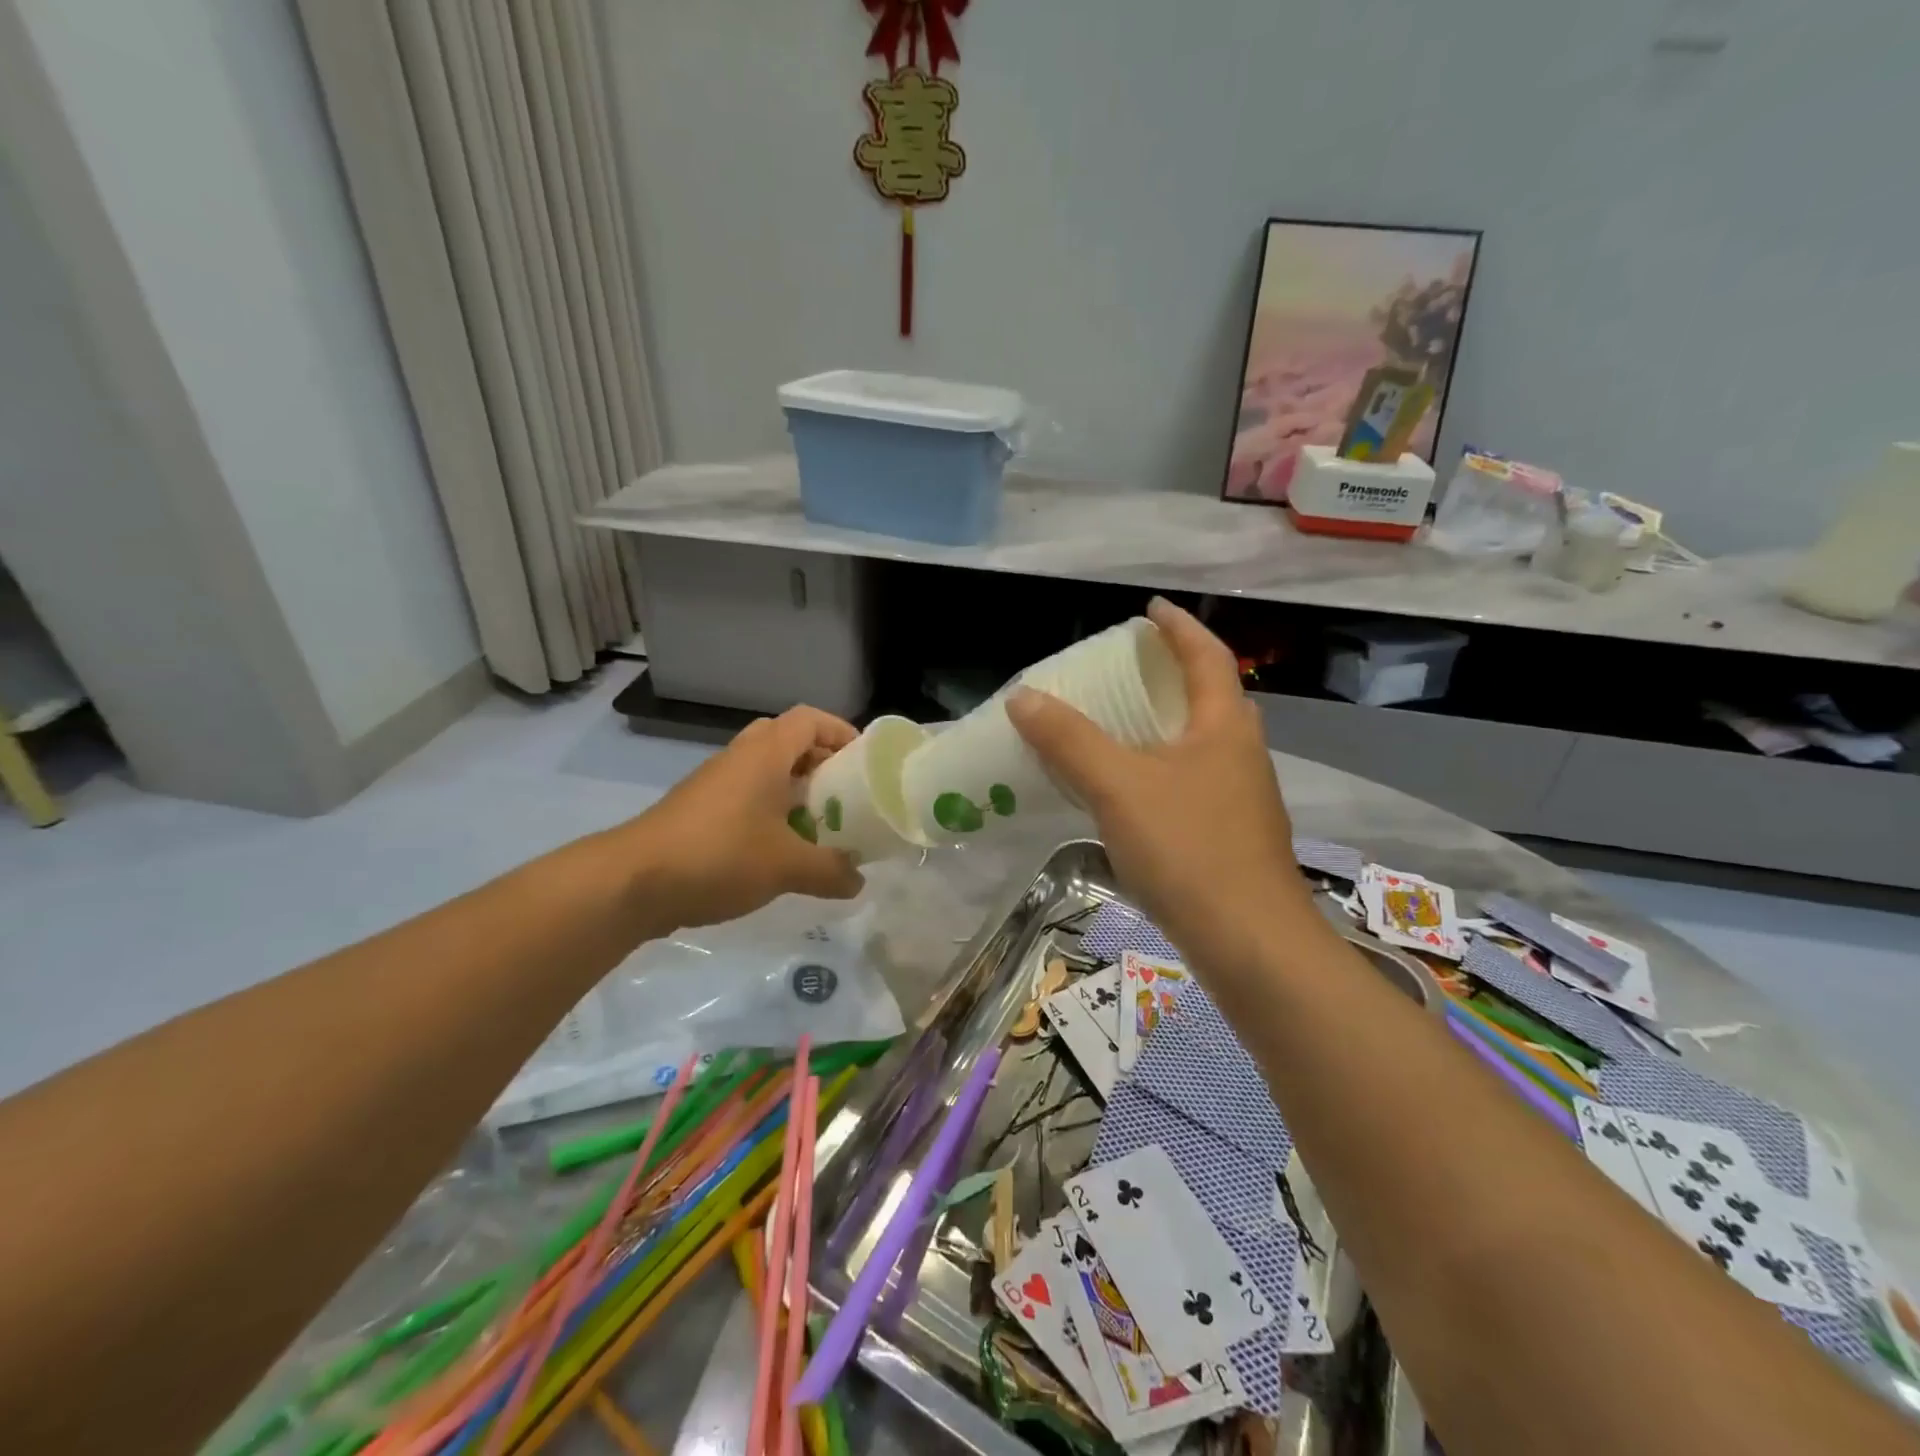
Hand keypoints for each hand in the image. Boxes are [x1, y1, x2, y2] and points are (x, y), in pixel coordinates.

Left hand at [619, 706, 865, 930]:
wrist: (633, 881)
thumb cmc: (720, 856)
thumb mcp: (787, 867)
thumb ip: (831, 870)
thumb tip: (858, 880)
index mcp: (764, 754)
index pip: (809, 719)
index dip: (840, 731)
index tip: (863, 761)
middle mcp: (739, 758)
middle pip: (786, 740)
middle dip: (818, 761)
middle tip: (841, 793)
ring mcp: (714, 783)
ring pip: (763, 771)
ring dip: (793, 790)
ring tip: (817, 826)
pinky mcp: (697, 811)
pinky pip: (744, 797)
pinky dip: (768, 812)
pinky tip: (778, 850)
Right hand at [1007, 599, 1316, 975]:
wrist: (1251, 945)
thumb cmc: (1188, 850)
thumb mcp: (1118, 787)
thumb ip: (1069, 741)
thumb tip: (1024, 696)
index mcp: (1224, 726)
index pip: (1206, 655)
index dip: (1177, 627)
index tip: (1148, 609)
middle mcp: (1241, 753)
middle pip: (1210, 697)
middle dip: (1173, 674)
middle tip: (1129, 669)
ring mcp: (1243, 799)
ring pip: (1202, 744)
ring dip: (1167, 726)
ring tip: (1122, 727)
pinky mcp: (1233, 838)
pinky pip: (1194, 783)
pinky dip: (1163, 770)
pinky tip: (1133, 794)